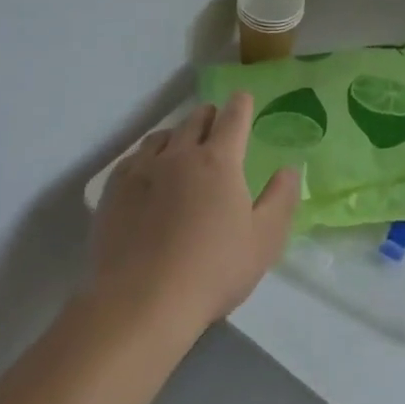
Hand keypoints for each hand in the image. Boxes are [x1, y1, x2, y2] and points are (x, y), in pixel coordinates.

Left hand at [88, 93, 299, 339]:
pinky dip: (148, 156)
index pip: (233, 117)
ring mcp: (143, 168)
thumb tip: (289, 168)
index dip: (241, 105)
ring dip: (178, 134)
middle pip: (196, 118)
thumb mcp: (264, 241)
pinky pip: (134, 157)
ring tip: (181, 147)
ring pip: (163, 135)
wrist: (140, 303)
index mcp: (219, 160)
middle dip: (210, 116)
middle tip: (215, 126)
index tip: (243, 100)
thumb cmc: (212, 271)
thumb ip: (280, 199)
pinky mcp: (115, 189)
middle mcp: (180, 153)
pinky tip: (148, 173)